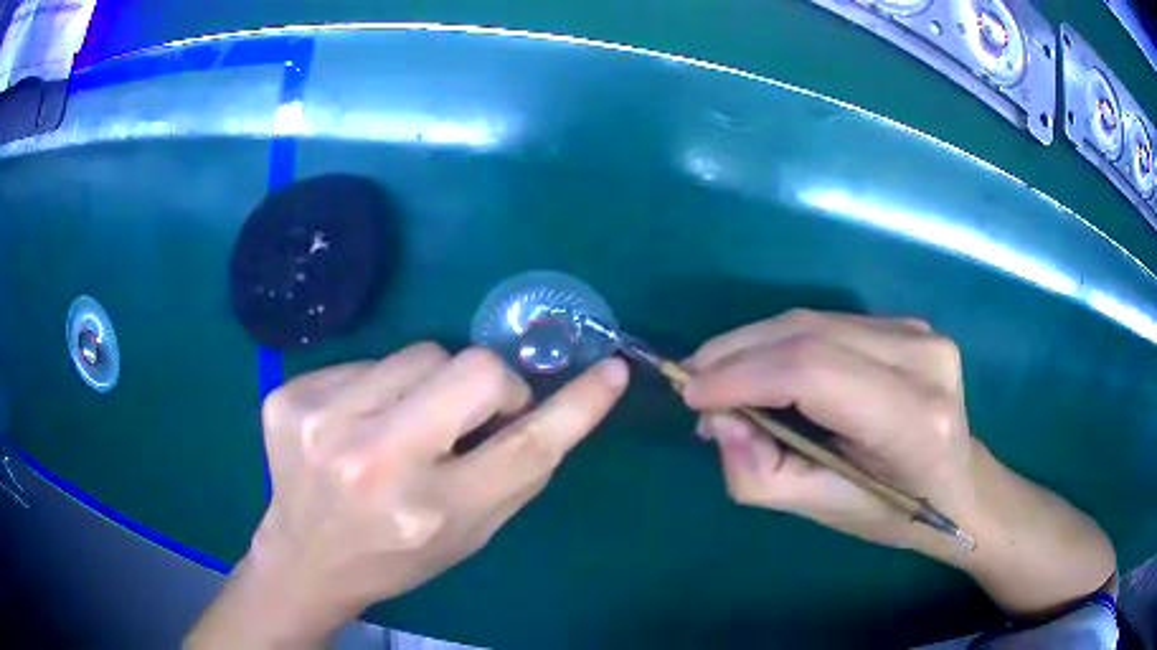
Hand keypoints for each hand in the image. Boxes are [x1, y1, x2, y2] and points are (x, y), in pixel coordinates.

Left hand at [186, 344, 628, 647]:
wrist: (305, 558)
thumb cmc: (398, 554)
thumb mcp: (469, 532)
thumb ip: (517, 471)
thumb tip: (557, 403)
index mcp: (429, 511)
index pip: (525, 445)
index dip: (576, 405)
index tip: (610, 371)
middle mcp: (373, 461)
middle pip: (470, 367)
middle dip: (488, 385)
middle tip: (469, 417)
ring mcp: (321, 420)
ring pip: (417, 353)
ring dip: (426, 385)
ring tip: (400, 428)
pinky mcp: (289, 396)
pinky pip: (365, 362)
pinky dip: (377, 388)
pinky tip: (353, 427)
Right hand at [683, 309, 971, 550]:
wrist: (960, 486)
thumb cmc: (895, 513)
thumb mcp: (822, 510)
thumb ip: (759, 472)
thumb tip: (717, 419)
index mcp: (913, 420)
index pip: (813, 373)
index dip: (743, 375)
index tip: (690, 394)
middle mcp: (922, 359)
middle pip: (808, 334)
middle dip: (736, 354)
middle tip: (692, 384)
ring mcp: (918, 332)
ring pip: (812, 322)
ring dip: (753, 346)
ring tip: (718, 379)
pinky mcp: (908, 324)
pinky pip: (828, 325)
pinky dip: (782, 344)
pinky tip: (762, 369)